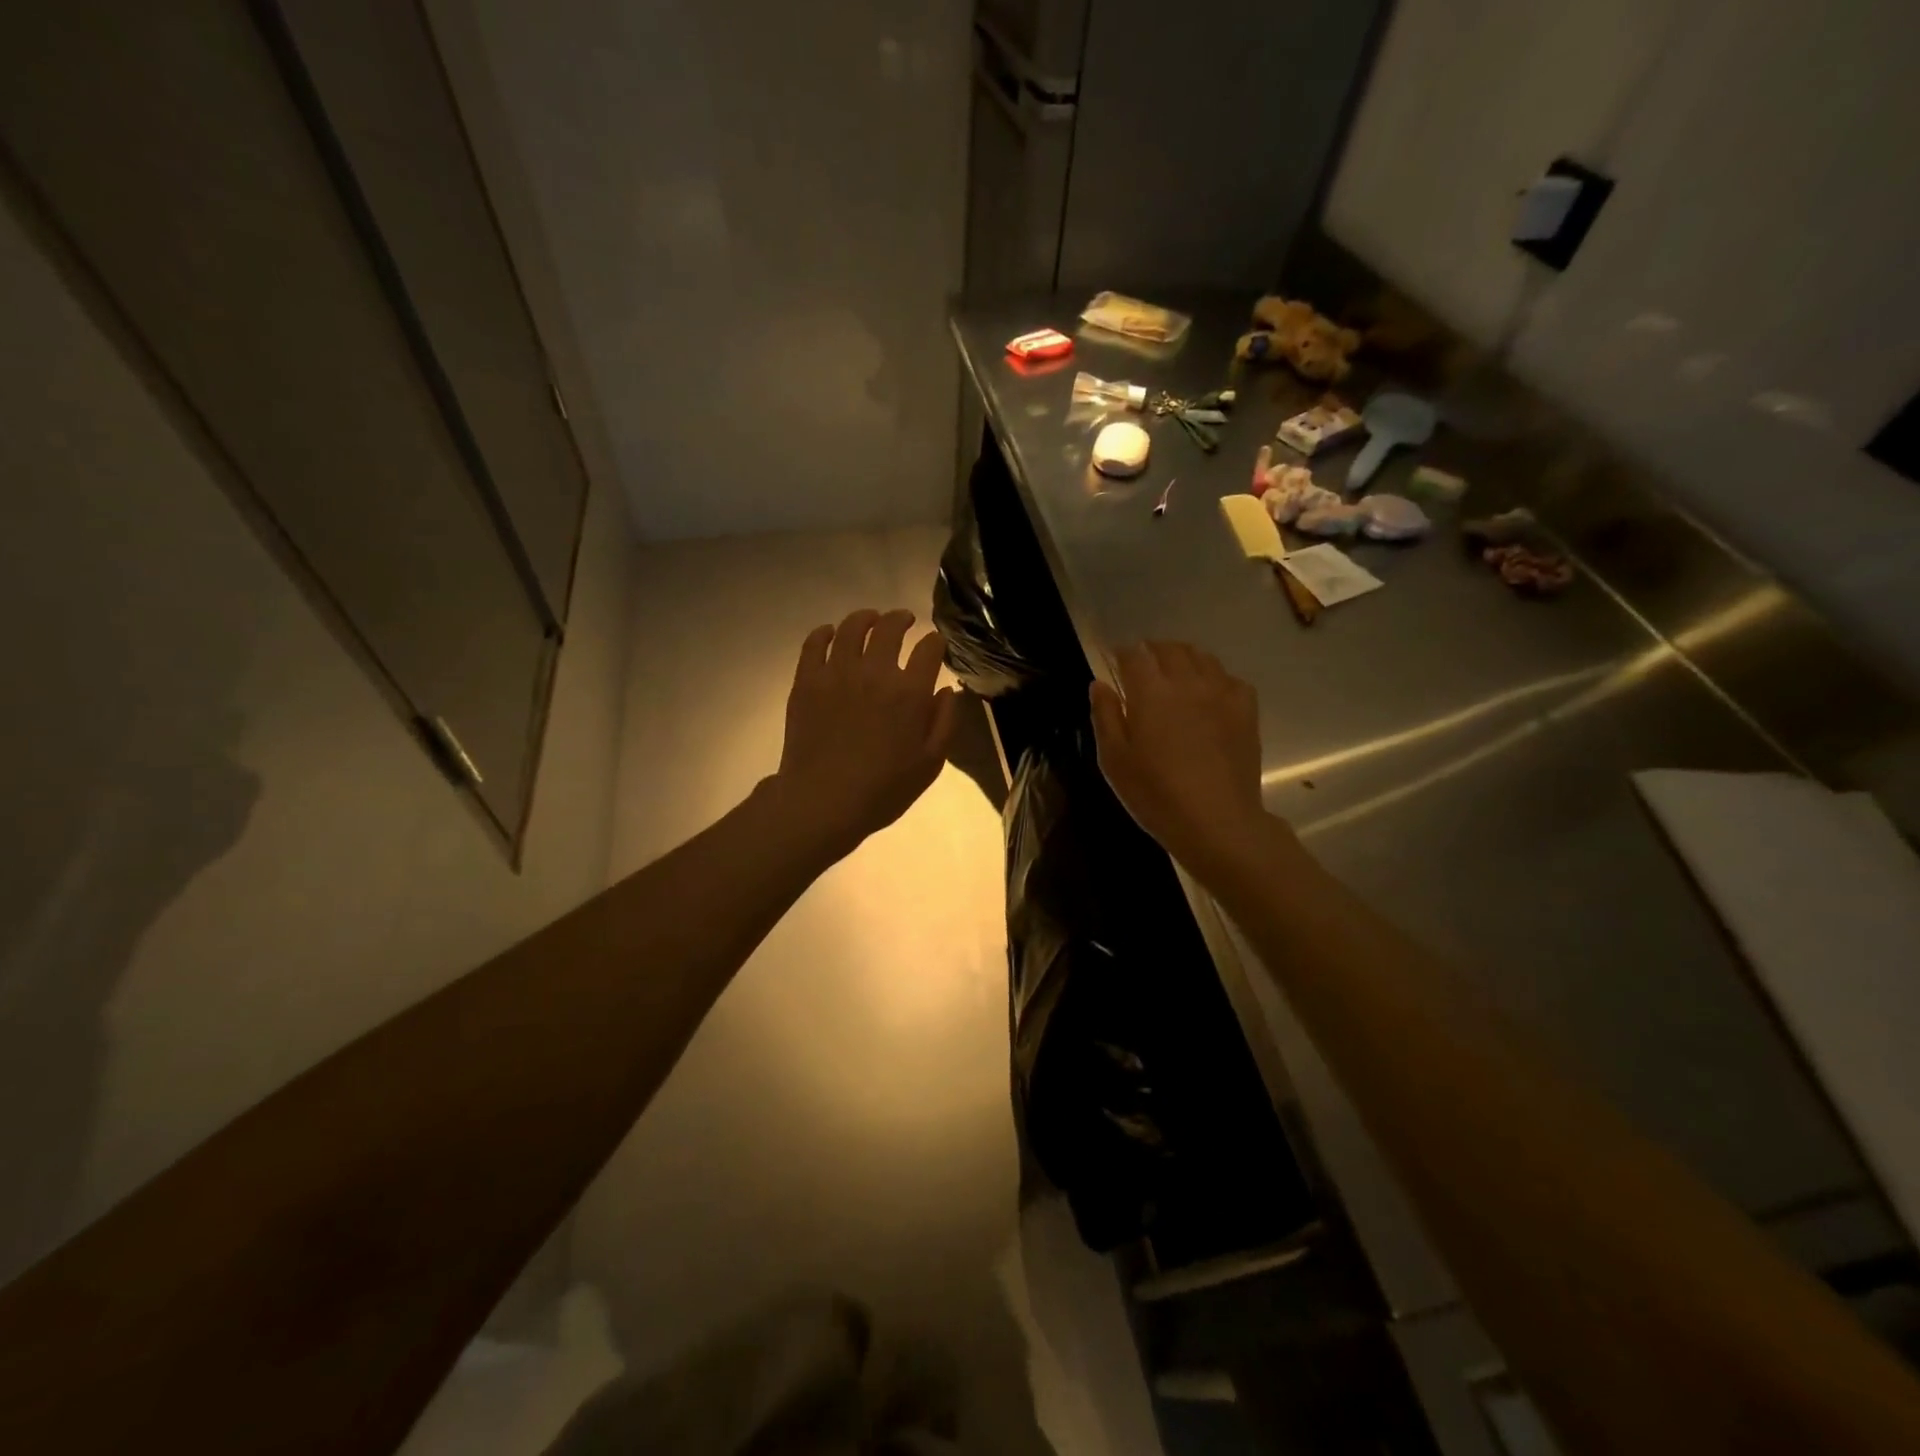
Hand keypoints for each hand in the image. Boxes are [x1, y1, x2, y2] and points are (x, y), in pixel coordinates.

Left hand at [772, 609, 958, 856]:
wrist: (822, 802)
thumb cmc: (883, 789)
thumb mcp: (930, 763)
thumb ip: (945, 722)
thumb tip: (946, 689)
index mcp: (910, 692)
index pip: (929, 648)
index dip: (936, 641)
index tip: (936, 645)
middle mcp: (875, 672)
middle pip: (890, 628)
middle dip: (902, 619)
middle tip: (904, 620)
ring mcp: (837, 673)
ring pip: (852, 627)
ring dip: (866, 618)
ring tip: (871, 620)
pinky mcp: (807, 680)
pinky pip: (815, 643)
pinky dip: (825, 633)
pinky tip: (831, 634)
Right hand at [1090, 642, 1279, 881]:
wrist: (1217, 821)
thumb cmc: (1155, 794)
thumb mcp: (1114, 760)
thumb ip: (1105, 716)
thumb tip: (1099, 684)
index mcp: (1150, 691)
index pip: (1134, 655)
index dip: (1121, 652)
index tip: (1112, 659)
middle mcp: (1187, 682)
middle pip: (1169, 649)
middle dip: (1151, 650)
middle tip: (1141, 664)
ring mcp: (1221, 693)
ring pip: (1202, 657)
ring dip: (1183, 657)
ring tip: (1174, 672)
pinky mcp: (1246, 711)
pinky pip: (1230, 679)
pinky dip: (1214, 678)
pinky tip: (1209, 694)